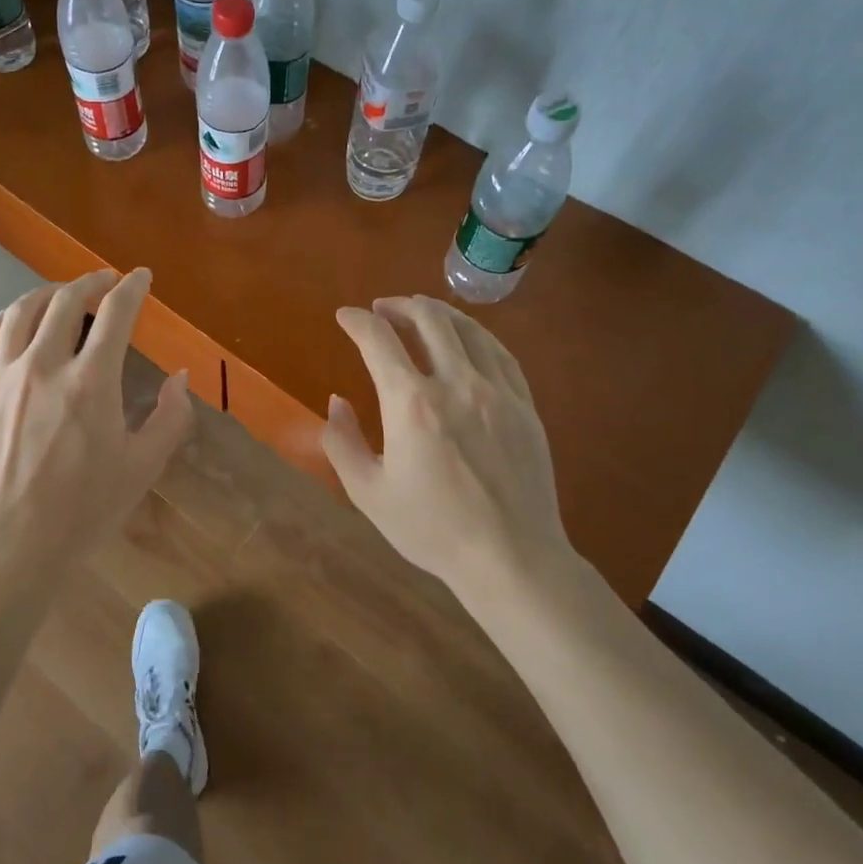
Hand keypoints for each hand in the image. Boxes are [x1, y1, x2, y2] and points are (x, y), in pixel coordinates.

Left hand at [0, 269, 192, 579]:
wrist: (7, 547)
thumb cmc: (82, 511)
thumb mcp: (142, 467)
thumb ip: (171, 417)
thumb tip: (181, 377)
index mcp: (92, 380)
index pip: (116, 313)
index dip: (132, 288)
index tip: (140, 276)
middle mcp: (43, 365)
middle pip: (66, 301)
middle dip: (90, 281)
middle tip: (103, 281)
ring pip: (20, 313)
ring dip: (46, 294)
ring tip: (60, 294)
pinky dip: (0, 322)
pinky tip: (10, 323)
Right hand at [324, 296, 580, 604]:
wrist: (511, 557)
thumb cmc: (432, 529)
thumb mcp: (368, 493)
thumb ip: (342, 442)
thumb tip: (337, 402)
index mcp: (411, 404)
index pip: (379, 340)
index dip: (357, 321)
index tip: (344, 316)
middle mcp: (455, 383)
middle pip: (428, 319)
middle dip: (399, 306)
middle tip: (382, 309)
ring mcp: (497, 391)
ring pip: (467, 329)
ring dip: (438, 312)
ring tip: (421, 312)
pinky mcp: (524, 405)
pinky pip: (499, 353)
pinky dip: (475, 335)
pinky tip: (467, 339)